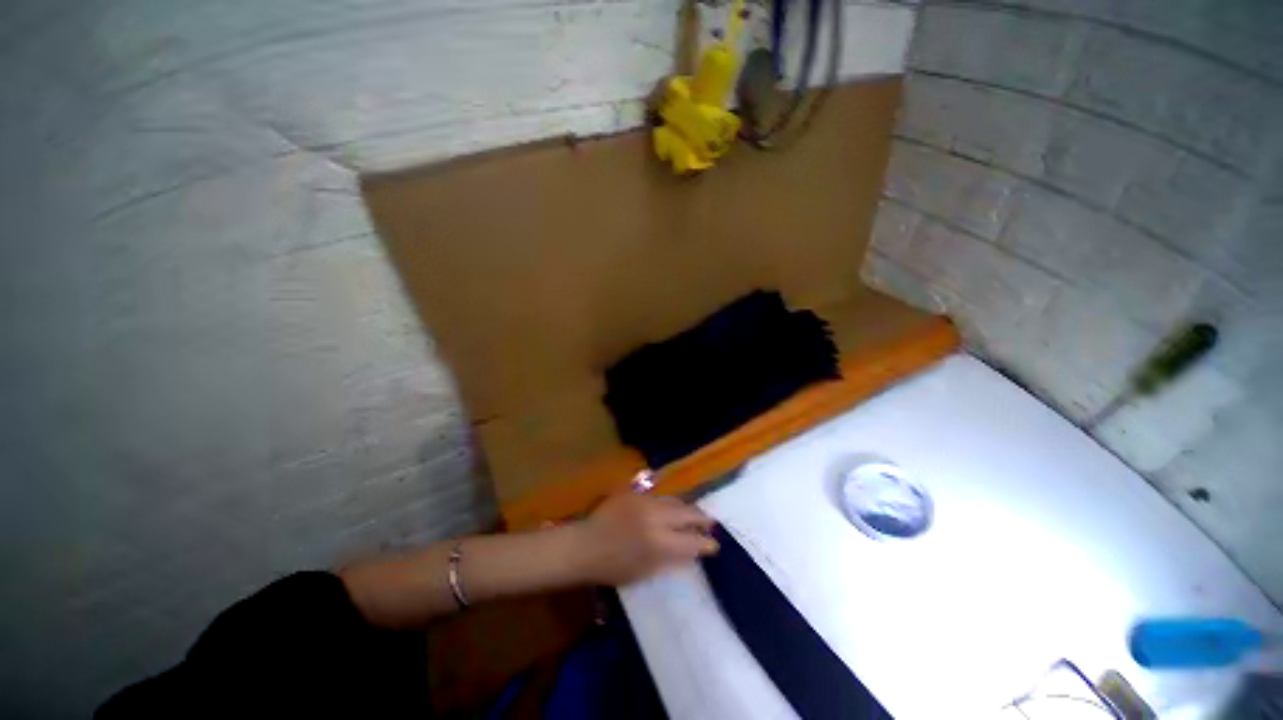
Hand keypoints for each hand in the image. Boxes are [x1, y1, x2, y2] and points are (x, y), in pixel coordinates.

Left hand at [572, 493, 718, 585]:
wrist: (586, 545)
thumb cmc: (614, 567)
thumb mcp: (646, 572)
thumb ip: (671, 559)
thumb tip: (691, 551)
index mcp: (660, 544)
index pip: (692, 541)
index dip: (706, 543)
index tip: (714, 544)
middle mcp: (656, 518)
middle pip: (687, 513)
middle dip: (701, 518)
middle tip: (710, 523)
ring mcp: (645, 502)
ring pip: (674, 501)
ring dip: (686, 508)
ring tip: (693, 514)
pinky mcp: (635, 493)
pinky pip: (658, 497)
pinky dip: (668, 504)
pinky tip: (670, 508)